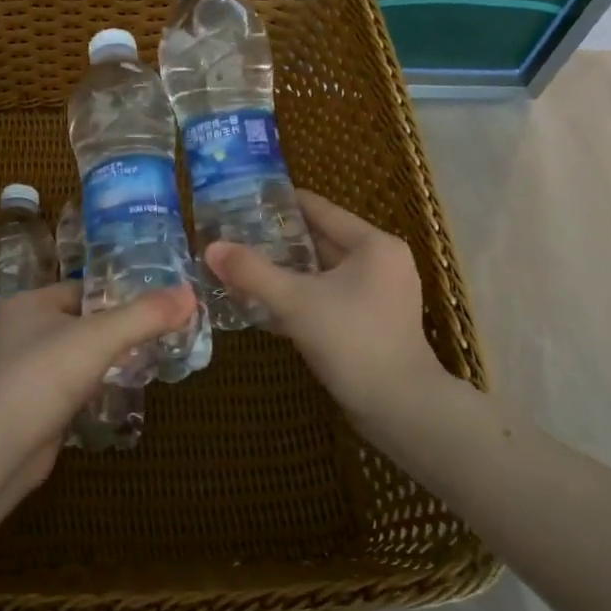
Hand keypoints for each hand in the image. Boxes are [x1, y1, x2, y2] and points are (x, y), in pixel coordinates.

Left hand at [0, 280, 196, 483]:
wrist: (2, 447)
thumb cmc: (47, 376)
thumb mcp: (102, 337)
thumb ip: (146, 315)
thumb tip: (190, 293)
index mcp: (27, 303)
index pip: (81, 290)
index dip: (117, 298)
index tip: (152, 312)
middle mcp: (17, 331)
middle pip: (78, 322)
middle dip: (112, 332)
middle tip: (151, 341)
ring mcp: (18, 370)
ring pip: (71, 356)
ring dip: (100, 363)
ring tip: (137, 368)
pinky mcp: (25, 404)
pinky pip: (64, 387)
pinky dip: (86, 389)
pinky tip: (109, 397)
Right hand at [204, 190, 471, 428]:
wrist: (399, 409)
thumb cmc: (352, 341)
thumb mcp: (295, 301)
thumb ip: (252, 272)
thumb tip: (211, 247)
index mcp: (373, 244)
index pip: (320, 209)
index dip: (280, 203)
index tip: (243, 201)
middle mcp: (382, 262)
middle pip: (321, 240)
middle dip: (278, 241)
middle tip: (235, 237)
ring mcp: (380, 295)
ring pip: (323, 273)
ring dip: (286, 272)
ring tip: (242, 268)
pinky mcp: (373, 323)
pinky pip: (329, 298)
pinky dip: (301, 297)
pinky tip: (265, 305)